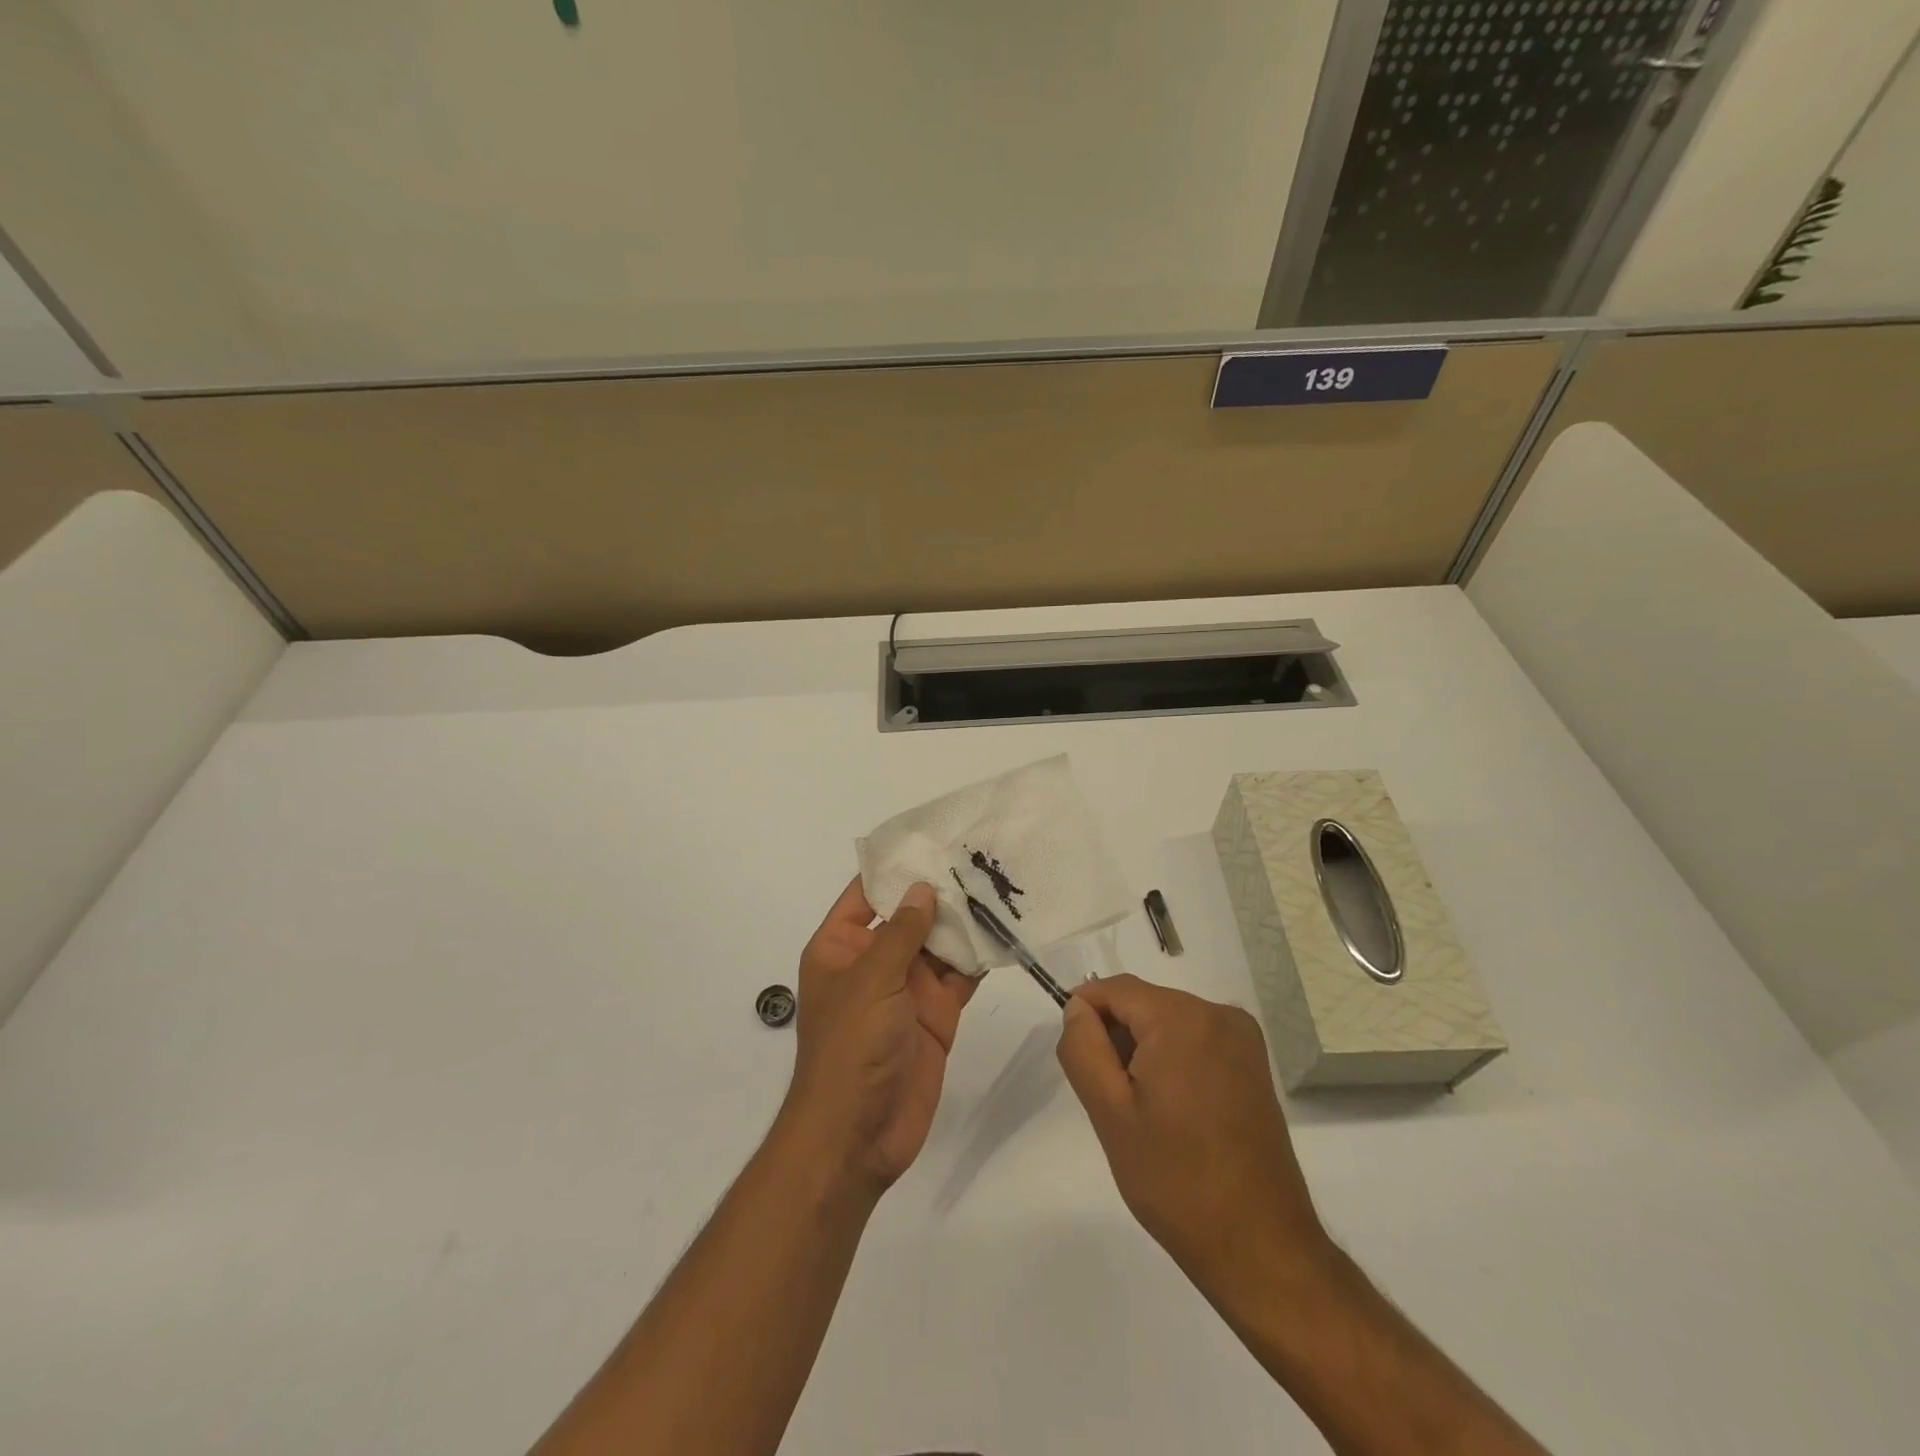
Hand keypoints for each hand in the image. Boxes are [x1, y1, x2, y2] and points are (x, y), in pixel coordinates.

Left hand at [781, 879, 975, 1196]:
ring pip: (939, 942)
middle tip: (977, 854)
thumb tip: (922, 888)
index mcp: (841, 947)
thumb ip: (900, 932)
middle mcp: (874, 962)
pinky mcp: (937, 1014)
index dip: (894, 867)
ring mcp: (907, 988)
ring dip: (964, 919)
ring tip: (998, 882)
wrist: (858, 1136)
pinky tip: (1005, 929)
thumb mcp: (871, 980)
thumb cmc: (850, 1048)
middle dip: (938, 889)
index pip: (865, 894)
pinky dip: (979, 956)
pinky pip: (960, 976)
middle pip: (908, 915)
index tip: (929, 836)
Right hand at [1056, 974, 1330, 1293]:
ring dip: (1144, 1051)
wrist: (1259, 1247)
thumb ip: (1083, 1048)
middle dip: (1117, 1037)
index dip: (1085, 1014)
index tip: (1079, 1061)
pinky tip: (1173, 1112)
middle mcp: (1219, 1014)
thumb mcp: (1109, 1113)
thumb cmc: (1175, 1180)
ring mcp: (1243, 1039)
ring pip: (1167, 1021)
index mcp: (1183, 1018)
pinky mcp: (1254, 1065)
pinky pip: (1195, 1040)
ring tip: (1145, 1112)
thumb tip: (1077, 1008)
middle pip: (1143, 1003)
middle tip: (1112, 1099)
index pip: (1115, 989)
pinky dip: (1172, 1061)